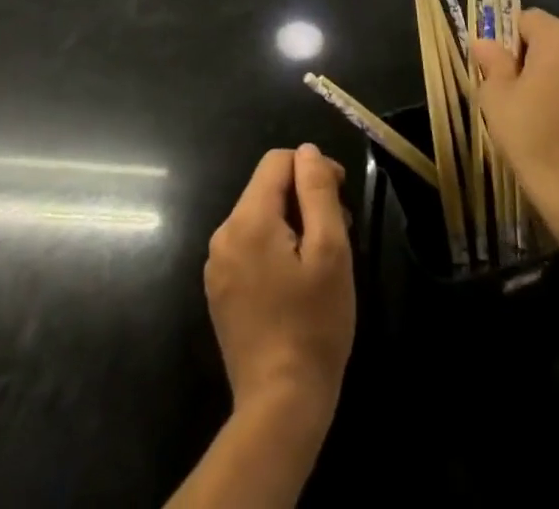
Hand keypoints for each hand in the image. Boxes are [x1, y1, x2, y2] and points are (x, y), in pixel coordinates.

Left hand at [203, 144, 355, 425]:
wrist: (280, 406)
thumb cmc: (313, 325)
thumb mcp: (329, 251)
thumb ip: (317, 192)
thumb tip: (307, 151)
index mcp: (248, 219)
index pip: (277, 162)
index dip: (313, 168)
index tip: (340, 196)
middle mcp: (223, 233)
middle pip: (267, 189)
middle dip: (303, 198)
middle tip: (339, 231)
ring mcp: (217, 264)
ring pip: (259, 217)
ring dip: (291, 223)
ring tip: (321, 259)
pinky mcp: (220, 290)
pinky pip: (249, 246)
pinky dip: (274, 248)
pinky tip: (296, 282)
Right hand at [472, 9, 558, 245]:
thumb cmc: (533, 135)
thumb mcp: (497, 97)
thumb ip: (492, 62)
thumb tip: (484, 42)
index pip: (529, 19)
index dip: (511, 40)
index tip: (502, 70)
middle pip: (558, 42)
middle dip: (540, 61)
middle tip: (522, 95)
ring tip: (551, 118)